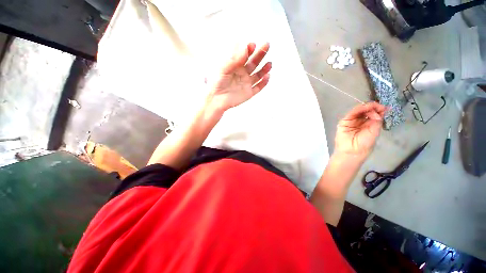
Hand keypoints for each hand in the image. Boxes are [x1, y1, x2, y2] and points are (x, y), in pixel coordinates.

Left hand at [205, 43, 271, 111]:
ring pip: (258, 75)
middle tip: (266, 46)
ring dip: (264, 69)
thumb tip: (244, 47)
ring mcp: (247, 83)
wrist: (217, 99)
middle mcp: (242, 74)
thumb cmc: (217, 83)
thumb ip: (235, 59)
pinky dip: (263, 82)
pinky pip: (258, 87)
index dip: (250, 49)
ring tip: (269, 63)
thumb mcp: (224, 69)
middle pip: (254, 63)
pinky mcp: (249, 92)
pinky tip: (267, 77)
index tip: (252, 45)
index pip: (245, 56)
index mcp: (236, 67)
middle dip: (260, 54)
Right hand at [335, 102, 386, 157]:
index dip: (379, 110)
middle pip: (367, 111)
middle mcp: (361, 121)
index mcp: (369, 124)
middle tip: (379, 107)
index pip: (374, 114)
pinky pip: (351, 113)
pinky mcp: (344, 121)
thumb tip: (376, 111)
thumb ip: (376, 120)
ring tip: (373, 106)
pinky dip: (358, 109)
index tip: (385, 108)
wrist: (352, 150)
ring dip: (366, 107)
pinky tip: (365, 107)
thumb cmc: (364, 143)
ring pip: (359, 110)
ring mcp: (352, 121)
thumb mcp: (375, 131)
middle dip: (373, 107)